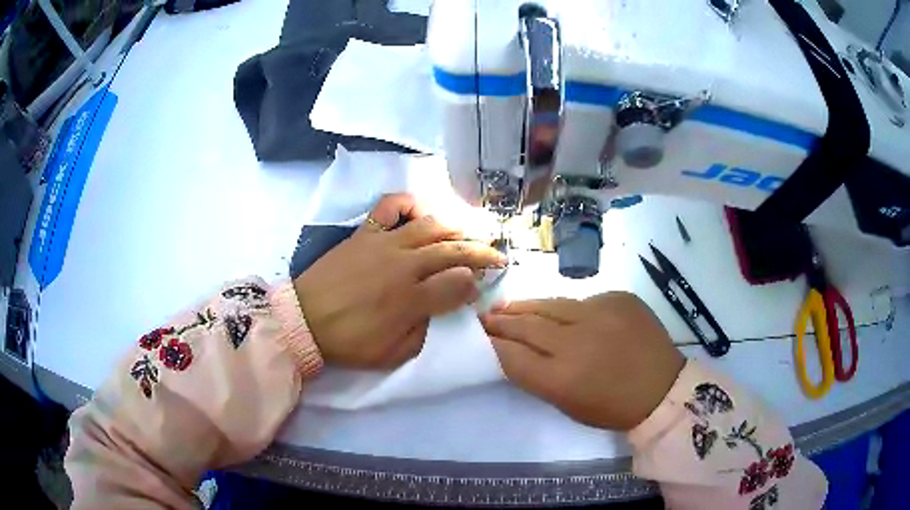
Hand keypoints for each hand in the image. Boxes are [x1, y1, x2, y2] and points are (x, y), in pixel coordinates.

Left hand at [294, 194, 506, 368]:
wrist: (304, 320)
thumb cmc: (349, 341)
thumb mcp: (393, 354)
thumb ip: (423, 332)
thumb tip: (439, 309)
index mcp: (412, 299)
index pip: (460, 283)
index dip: (476, 284)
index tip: (479, 286)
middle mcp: (405, 265)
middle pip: (455, 249)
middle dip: (483, 252)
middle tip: (497, 255)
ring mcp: (384, 243)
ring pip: (432, 225)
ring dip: (457, 227)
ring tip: (470, 233)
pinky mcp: (365, 233)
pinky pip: (390, 206)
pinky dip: (409, 203)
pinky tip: (421, 211)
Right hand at [481, 292, 684, 429]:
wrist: (662, 388)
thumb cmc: (612, 407)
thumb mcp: (566, 403)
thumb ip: (537, 376)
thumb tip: (514, 350)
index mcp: (561, 378)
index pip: (511, 354)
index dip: (491, 344)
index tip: (478, 336)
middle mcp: (577, 341)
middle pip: (526, 325)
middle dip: (501, 321)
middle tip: (484, 317)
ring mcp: (600, 313)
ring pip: (550, 304)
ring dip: (525, 307)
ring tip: (507, 306)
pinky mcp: (618, 298)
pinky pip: (582, 300)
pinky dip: (565, 308)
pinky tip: (556, 312)